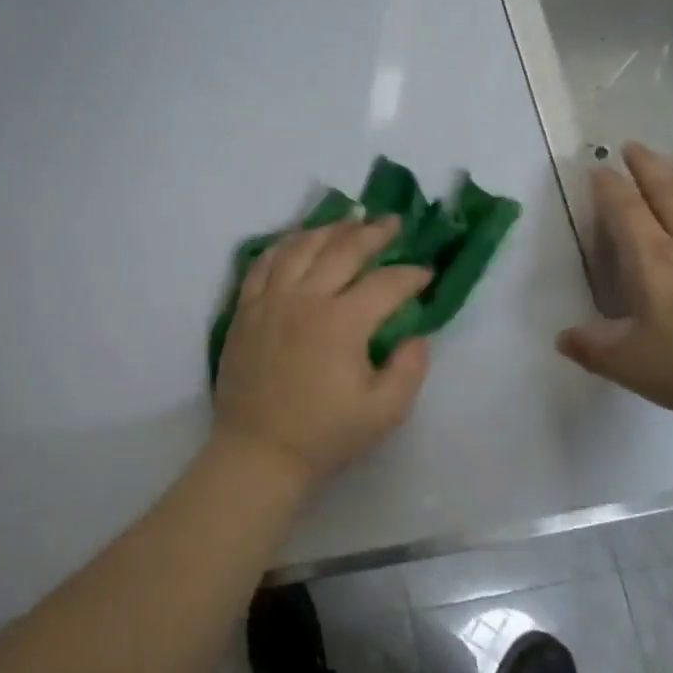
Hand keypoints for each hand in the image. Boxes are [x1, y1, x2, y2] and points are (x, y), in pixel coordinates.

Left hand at [212, 217, 433, 488]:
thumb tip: (417, 335)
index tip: (426, 273)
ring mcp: (270, 299)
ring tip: (348, 220)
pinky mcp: (246, 309)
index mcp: (342, 322)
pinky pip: (263, 263)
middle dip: (374, 233)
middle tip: (392, 223)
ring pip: (300, 247)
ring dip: (328, 229)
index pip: (385, 283)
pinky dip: (283, 245)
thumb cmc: (324, 435)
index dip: (411, 275)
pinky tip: (296, 240)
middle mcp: (305, 298)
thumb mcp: (384, 412)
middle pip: (343, 250)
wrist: (258, 452)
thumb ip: (410, 369)